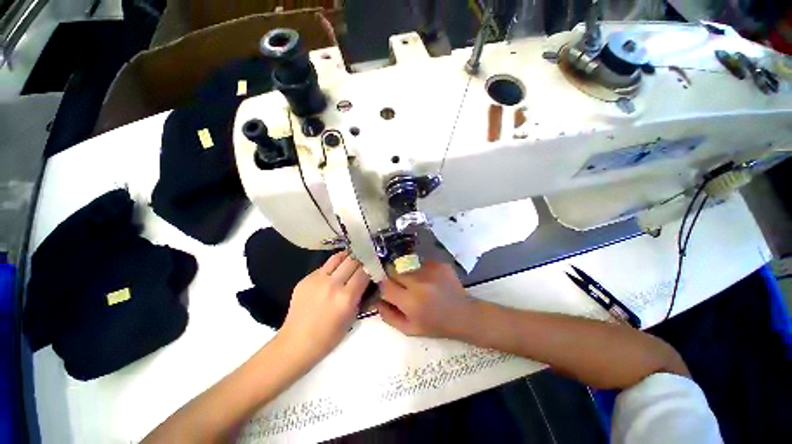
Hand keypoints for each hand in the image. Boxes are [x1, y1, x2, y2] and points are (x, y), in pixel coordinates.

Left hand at [277, 252, 369, 363]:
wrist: (296, 343)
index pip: (364, 272)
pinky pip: (324, 266)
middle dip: (361, 260)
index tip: (374, 267)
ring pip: (337, 257)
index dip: (371, 267)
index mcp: (346, 297)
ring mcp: (317, 279)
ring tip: (350, 259)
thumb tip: (368, 282)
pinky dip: (333, 266)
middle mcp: (333, 284)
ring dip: (347, 257)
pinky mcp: (306, 278)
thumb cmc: (328, 337)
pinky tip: (334, 272)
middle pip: (352, 260)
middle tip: (364, 262)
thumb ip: (361, 297)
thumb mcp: (352, 318)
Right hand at [376, 260, 475, 338]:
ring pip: (406, 264)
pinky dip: (418, 268)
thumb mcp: (409, 329)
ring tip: (414, 281)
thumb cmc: (435, 325)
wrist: (463, 314)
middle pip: (393, 270)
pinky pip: (420, 261)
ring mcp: (431, 270)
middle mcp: (419, 283)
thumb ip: (389, 315)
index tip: (384, 287)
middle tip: (398, 283)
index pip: (385, 285)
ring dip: (405, 271)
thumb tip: (376, 299)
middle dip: (391, 275)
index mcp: (411, 302)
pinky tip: (426, 278)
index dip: (382, 285)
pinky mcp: (439, 264)